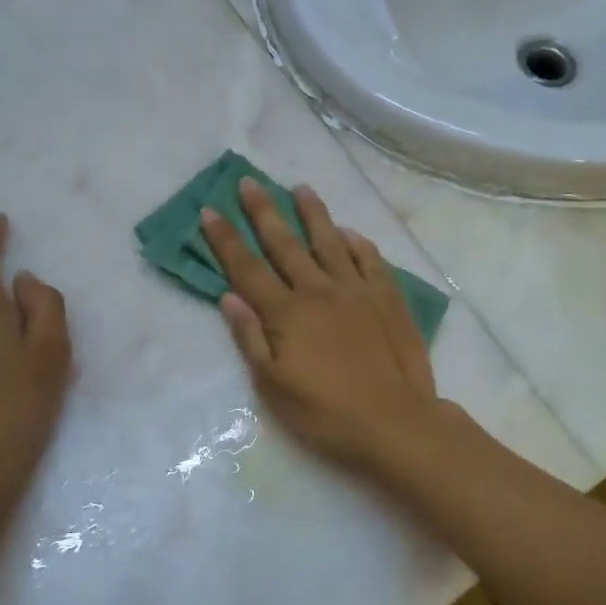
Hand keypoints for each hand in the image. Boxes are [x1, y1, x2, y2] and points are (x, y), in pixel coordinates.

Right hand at [200, 178, 447, 474]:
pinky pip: (370, 260)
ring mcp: (357, 290)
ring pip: (331, 242)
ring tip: (301, 188)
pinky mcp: (388, 298)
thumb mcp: (274, 386)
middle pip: (286, 244)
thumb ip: (250, 339)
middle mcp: (319, 291)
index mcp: (287, 313)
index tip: (210, 209)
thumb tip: (229, 297)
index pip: (247, 268)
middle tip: (249, 182)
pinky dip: (358, 243)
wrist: (395, 422)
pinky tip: (351, 233)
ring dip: (314, 214)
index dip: (226, 239)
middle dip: (264, 212)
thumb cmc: (326, 413)